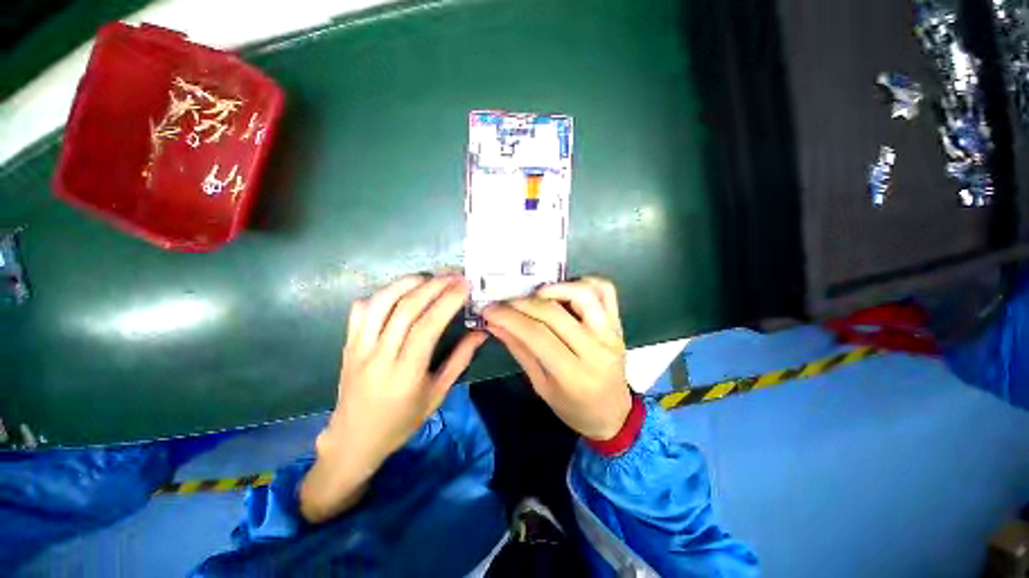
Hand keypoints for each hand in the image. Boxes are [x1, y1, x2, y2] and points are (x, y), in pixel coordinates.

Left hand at [301, 274, 485, 521]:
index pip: (428, 326)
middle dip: (433, 286)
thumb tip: (481, 333)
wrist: (353, 441)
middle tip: (454, 275)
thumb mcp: (438, 394)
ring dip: (406, 283)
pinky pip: (361, 310)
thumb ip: (460, 360)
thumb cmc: (402, 421)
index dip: (448, 301)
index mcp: (405, 373)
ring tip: (428, 277)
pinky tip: (398, 292)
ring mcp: (359, 348)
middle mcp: (379, 356)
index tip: (465, 286)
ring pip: (380, 302)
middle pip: (405, 308)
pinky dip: (381, 294)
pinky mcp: (348, 344)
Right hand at [482, 277, 631, 440]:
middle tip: (504, 303)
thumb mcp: (541, 386)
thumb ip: (519, 350)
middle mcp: (595, 349)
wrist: (613, 413)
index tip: (489, 310)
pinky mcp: (618, 323)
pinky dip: (582, 282)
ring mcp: (610, 333)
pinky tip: (565, 290)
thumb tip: (495, 324)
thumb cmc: (573, 407)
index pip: (536, 335)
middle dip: (522, 303)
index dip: (509, 318)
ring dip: (554, 288)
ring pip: (583, 294)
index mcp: (573, 374)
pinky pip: (605, 290)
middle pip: (554, 313)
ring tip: (535, 294)